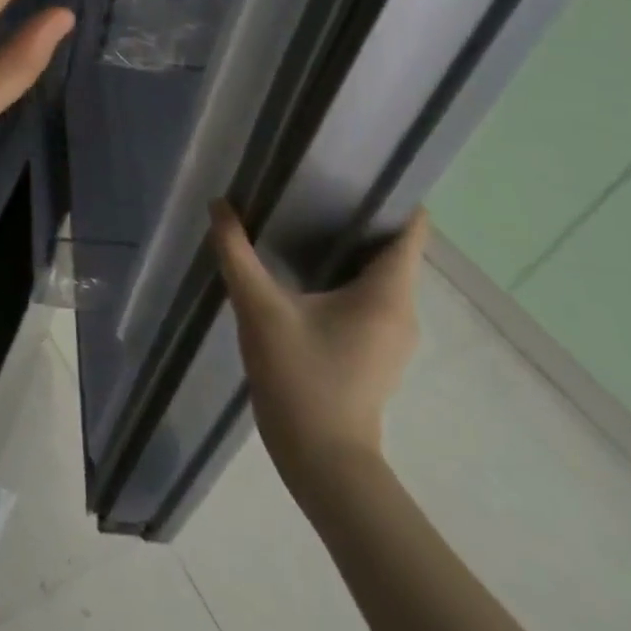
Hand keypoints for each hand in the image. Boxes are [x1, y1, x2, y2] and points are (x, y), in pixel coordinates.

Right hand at [210, 202, 428, 489]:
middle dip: (357, 215)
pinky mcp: (375, 352)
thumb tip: (220, 206)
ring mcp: (392, 335)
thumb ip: (237, 253)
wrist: (323, 463)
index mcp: (388, 294)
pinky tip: (303, 272)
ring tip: (303, 219)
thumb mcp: (259, 310)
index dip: (391, 194)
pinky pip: (368, 297)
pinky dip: (344, 276)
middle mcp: (402, 310)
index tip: (354, 167)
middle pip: (392, 248)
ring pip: (379, 275)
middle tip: (313, 185)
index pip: (410, 229)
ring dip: (348, 247)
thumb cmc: (301, 379)